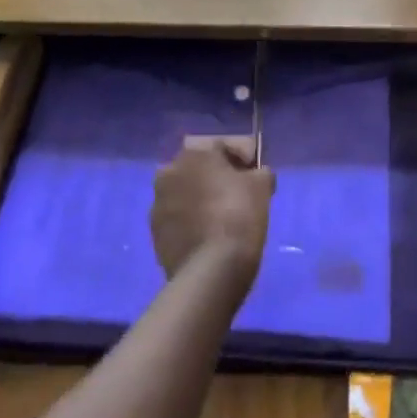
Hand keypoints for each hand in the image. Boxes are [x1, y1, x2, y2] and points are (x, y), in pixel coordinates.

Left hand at [151, 138, 274, 289]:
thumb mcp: (262, 187)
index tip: (254, 177)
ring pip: (184, 193)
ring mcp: (158, 202)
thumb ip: (260, 172)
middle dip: (214, 178)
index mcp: (195, 153)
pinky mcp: (154, 232)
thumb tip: (256, 174)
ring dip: (198, 199)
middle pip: (198, 169)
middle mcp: (170, 171)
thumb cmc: (239, 216)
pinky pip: (176, 218)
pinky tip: (205, 236)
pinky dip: (188, 222)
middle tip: (235, 196)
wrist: (211, 269)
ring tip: (219, 219)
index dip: (241, 160)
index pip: (222, 149)